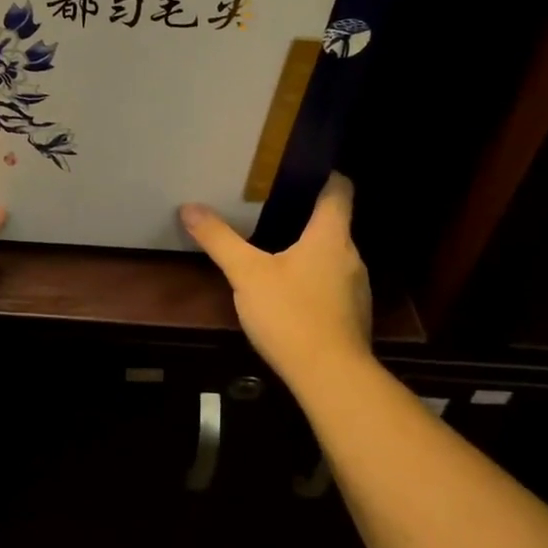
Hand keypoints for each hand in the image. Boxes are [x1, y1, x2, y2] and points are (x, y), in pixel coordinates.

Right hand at [179, 174, 371, 384]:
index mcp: (330, 236)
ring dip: (311, 249)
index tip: (304, 168)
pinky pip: (334, 284)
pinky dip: (315, 278)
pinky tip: (290, 290)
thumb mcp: (247, 274)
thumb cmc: (292, 315)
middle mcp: (351, 256)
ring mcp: (357, 289)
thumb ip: (219, 239)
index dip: (326, 175)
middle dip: (308, 214)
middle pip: (335, 223)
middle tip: (274, 207)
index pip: (339, 190)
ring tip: (278, 246)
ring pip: (334, 255)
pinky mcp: (354, 316)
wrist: (332, 380)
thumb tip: (189, 207)